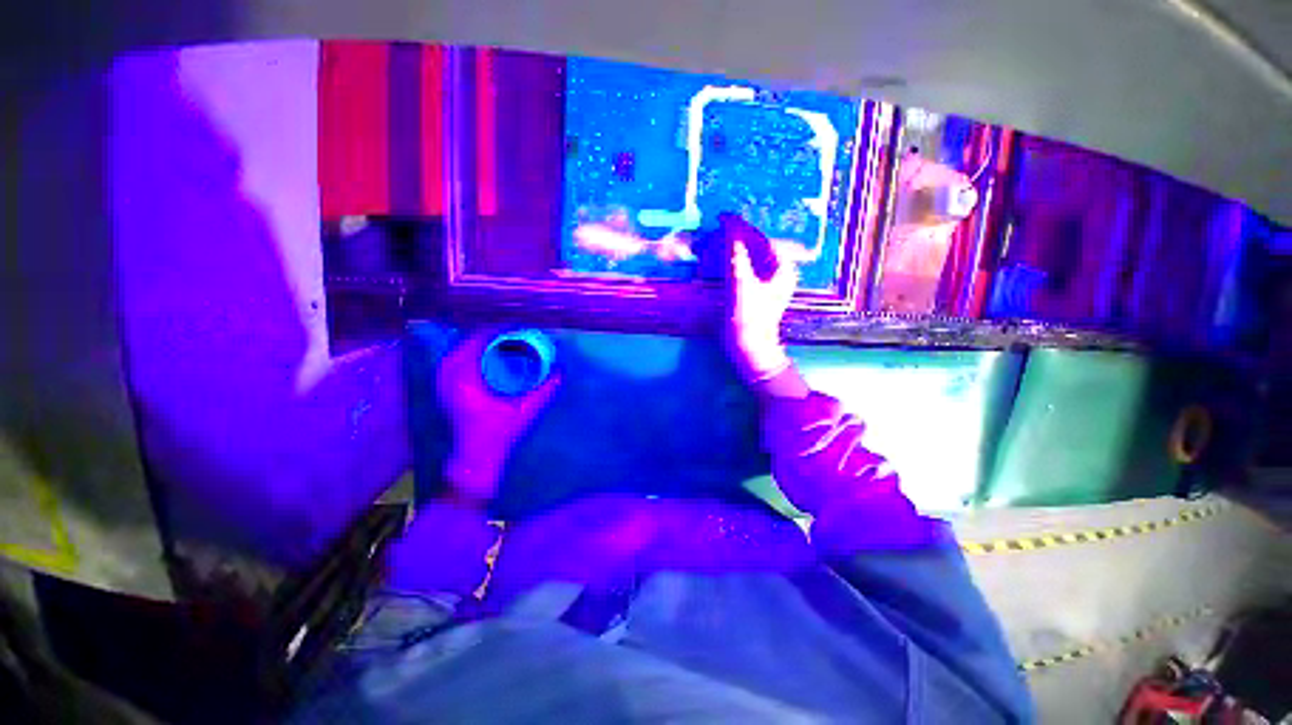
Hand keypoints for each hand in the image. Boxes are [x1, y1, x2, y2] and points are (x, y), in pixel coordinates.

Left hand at [437, 331, 560, 504]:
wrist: (475, 458)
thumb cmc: (498, 434)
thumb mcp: (526, 411)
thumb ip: (545, 391)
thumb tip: (561, 371)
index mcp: (463, 377)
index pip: (478, 339)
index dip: (498, 328)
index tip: (518, 323)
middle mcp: (449, 375)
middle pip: (469, 341)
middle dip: (492, 333)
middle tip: (516, 330)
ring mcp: (444, 382)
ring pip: (462, 350)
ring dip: (483, 343)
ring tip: (507, 339)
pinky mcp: (447, 389)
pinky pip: (460, 361)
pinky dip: (476, 354)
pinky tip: (493, 356)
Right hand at [723, 216, 798, 381]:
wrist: (749, 349)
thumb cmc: (749, 318)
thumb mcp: (741, 285)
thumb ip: (735, 257)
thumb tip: (729, 231)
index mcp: (780, 268)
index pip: (759, 238)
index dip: (740, 226)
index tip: (722, 216)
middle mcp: (776, 273)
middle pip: (753, 247)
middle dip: (732, 238)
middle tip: (712, 231)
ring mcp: (766, 284)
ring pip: (747, 259)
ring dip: (728, 251)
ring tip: (710, 244)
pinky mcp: (755, 294)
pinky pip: (742, 271)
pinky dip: (728, 264)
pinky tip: (715, 263)